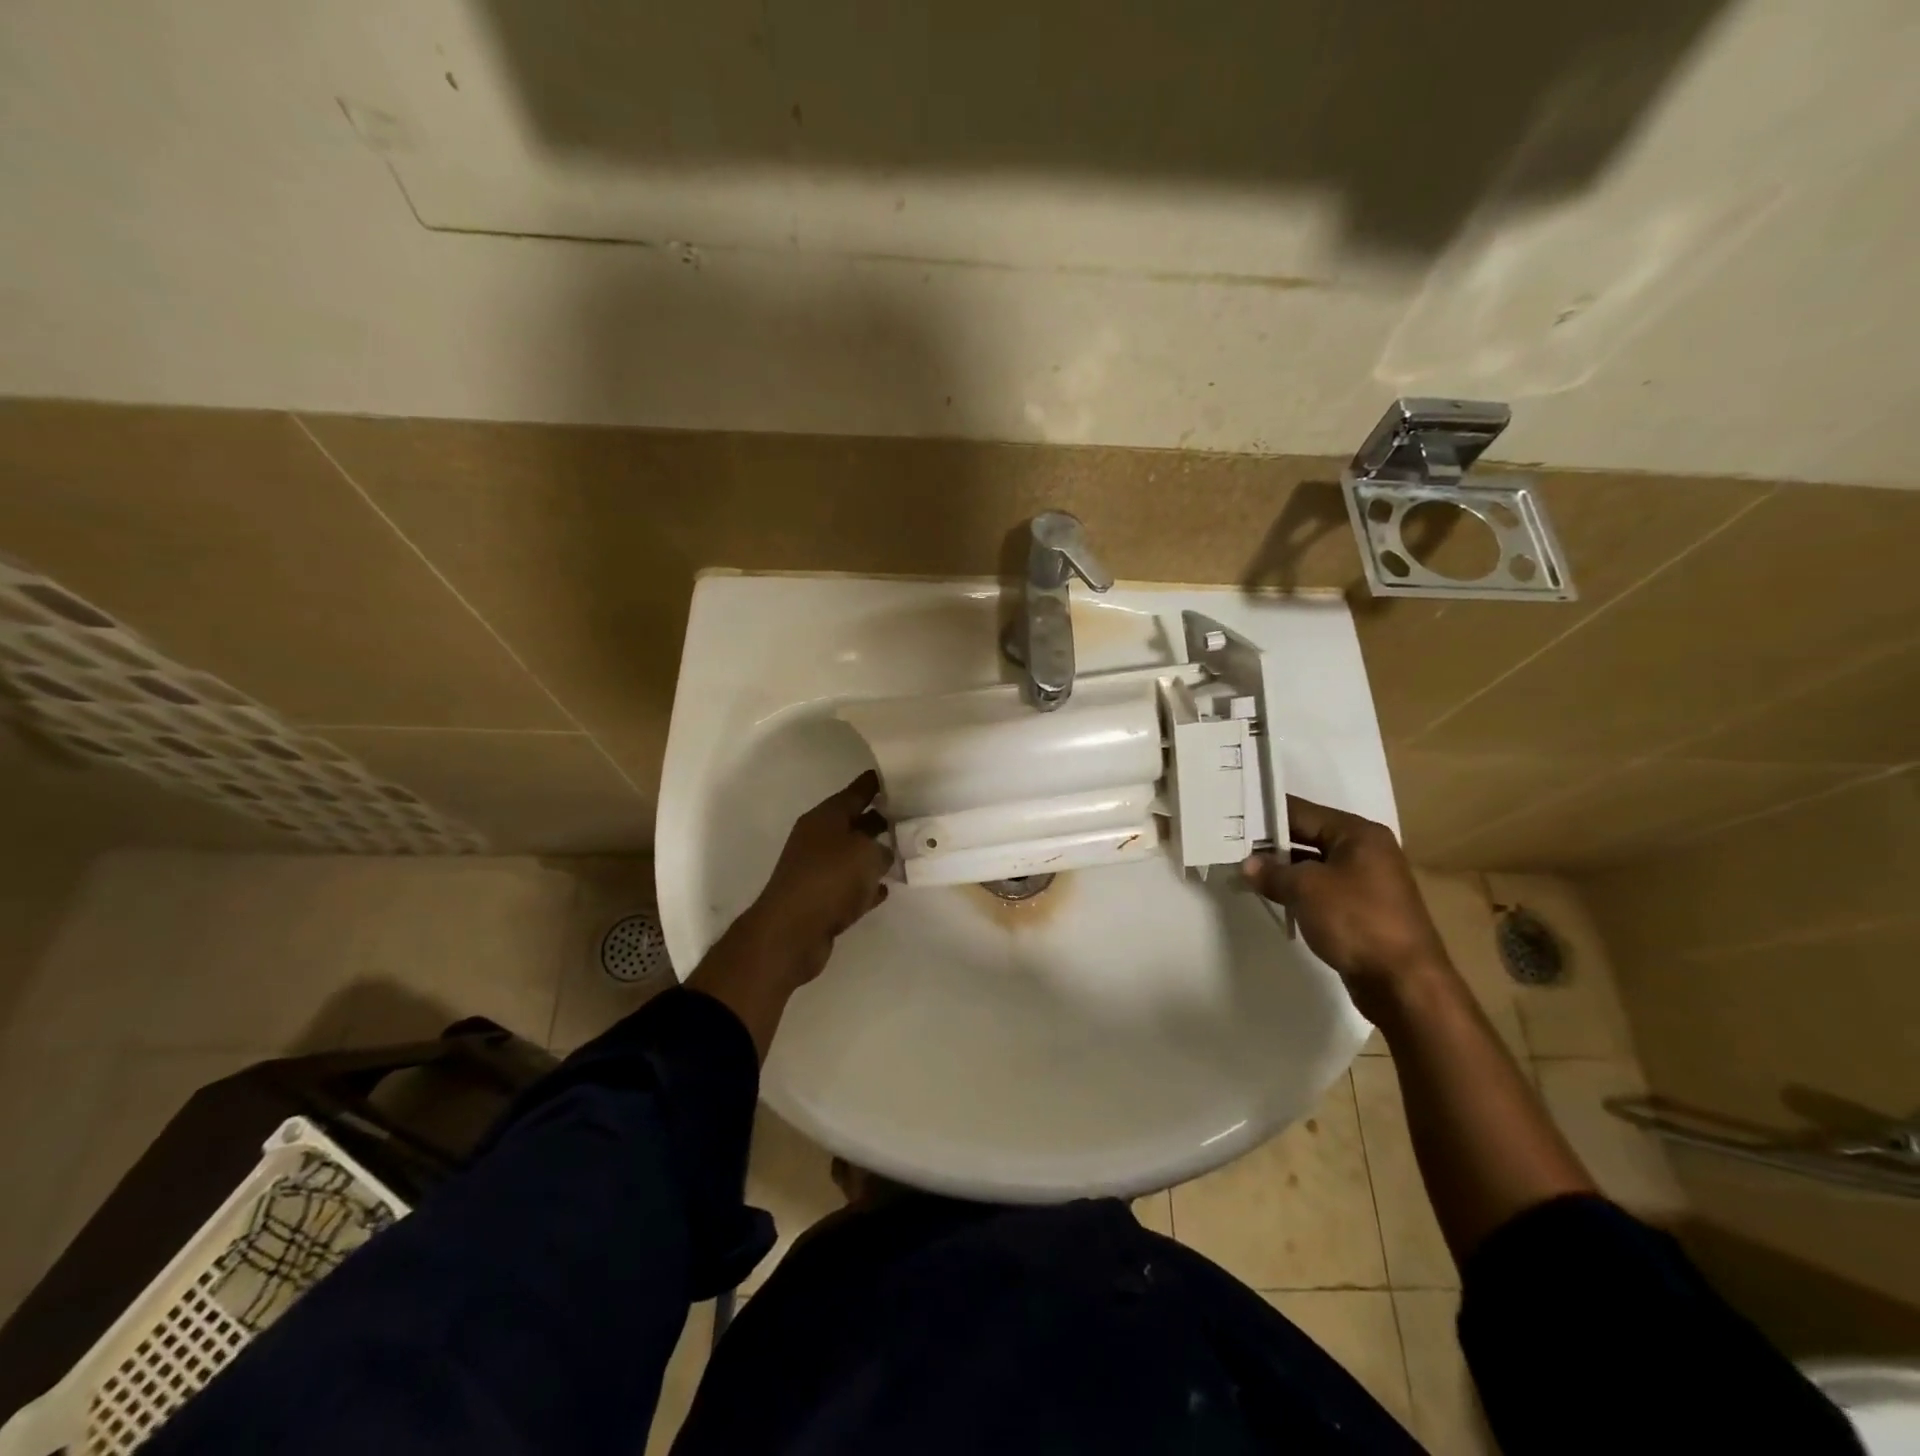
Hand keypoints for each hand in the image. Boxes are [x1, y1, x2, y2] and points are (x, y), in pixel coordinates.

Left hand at [741, 770, 893, 983]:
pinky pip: (848, 886)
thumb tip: (882, 854)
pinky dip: (864, 886)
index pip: (856, 792)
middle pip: (853, 823)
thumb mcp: (867, 853)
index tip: (897, 775)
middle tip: (910, 815)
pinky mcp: (819, 900)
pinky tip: (883, 889)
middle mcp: (817, 839)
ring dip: (873, 854)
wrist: (791, 932)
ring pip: (851, 855)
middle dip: (879, 819)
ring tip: (902, 852)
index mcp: (825, 817)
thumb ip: (883, 848)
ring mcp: (816, 870)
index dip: (875, 784)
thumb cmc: (830, 878)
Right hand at [1242, 795, 1449, 1013]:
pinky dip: (1297, 892)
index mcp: (1358, 834)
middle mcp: (1365, 851)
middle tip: (1230, 847)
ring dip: (1282, 871)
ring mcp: (1365, 882)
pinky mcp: (1361, 910)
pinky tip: (1271, 898)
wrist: (1404, 983)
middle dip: (1270, 845)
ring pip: (1313, 866)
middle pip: (1307, 837)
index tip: (1232, 819)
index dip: (1266, 815)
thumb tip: (1248, 865)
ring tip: (1243, 874)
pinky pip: (1321, 890)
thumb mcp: (1306, 889)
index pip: (1301, 812)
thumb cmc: (1356, 920)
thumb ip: (1272, 872)